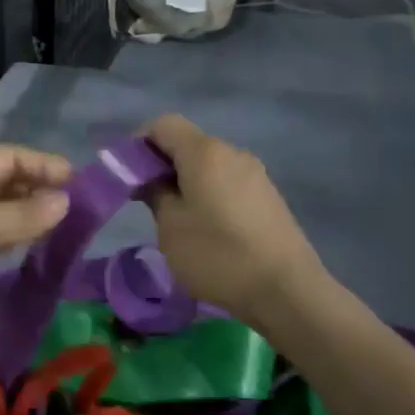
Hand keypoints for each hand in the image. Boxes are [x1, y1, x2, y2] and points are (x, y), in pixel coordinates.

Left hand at [0, 144, 72, 353]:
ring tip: (58, 228)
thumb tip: (64, 201)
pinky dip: (5, 240)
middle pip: (1, 181)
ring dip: (23, 216)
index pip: (8, 157)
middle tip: (74, 207)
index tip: (78, 181)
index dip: (43, 165)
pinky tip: (25, 249)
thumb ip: (22, 216)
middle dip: (36, 190)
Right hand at [143, 115, 323, 327]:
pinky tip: (208, 228)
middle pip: (188, 144)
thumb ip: (155, 194)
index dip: (139, 143)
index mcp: (205, 152)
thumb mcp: (171, 227)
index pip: (163, 124)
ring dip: (187, 182)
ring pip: (209, 165)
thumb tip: (150, 179)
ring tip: (177, 219)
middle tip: (146, 201)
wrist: (286, 290)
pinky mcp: (268, 197)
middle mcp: (233, 152)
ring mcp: (255, 174)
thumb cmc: (218, 255)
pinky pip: (228, 182)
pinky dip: (209, 194)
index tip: (128, 175)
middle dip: (162, 165)